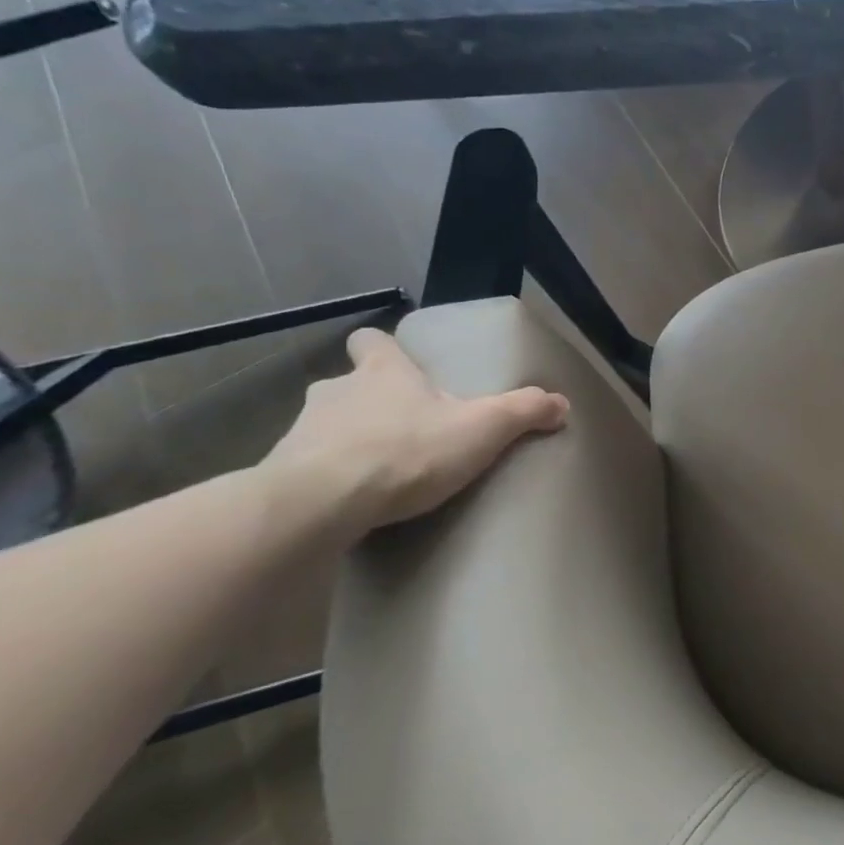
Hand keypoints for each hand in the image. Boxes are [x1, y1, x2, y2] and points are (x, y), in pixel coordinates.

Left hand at [260, 327, 568, 541]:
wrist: (318, 504)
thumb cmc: (406, 452)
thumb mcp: (483, 429)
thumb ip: (524, 411)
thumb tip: (562, 402)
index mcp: (382, 372)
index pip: (370, 341)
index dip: (383, 348)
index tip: (398, 363)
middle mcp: (336, 391)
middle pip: (350, 384)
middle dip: (373, 401)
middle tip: (404, 426)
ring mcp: (301, 431)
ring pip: (327, 425)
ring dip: (349, 439)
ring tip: (379, 468)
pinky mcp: (282, 473)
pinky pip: (308, 467)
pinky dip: (329, 477)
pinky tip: (351, 499)